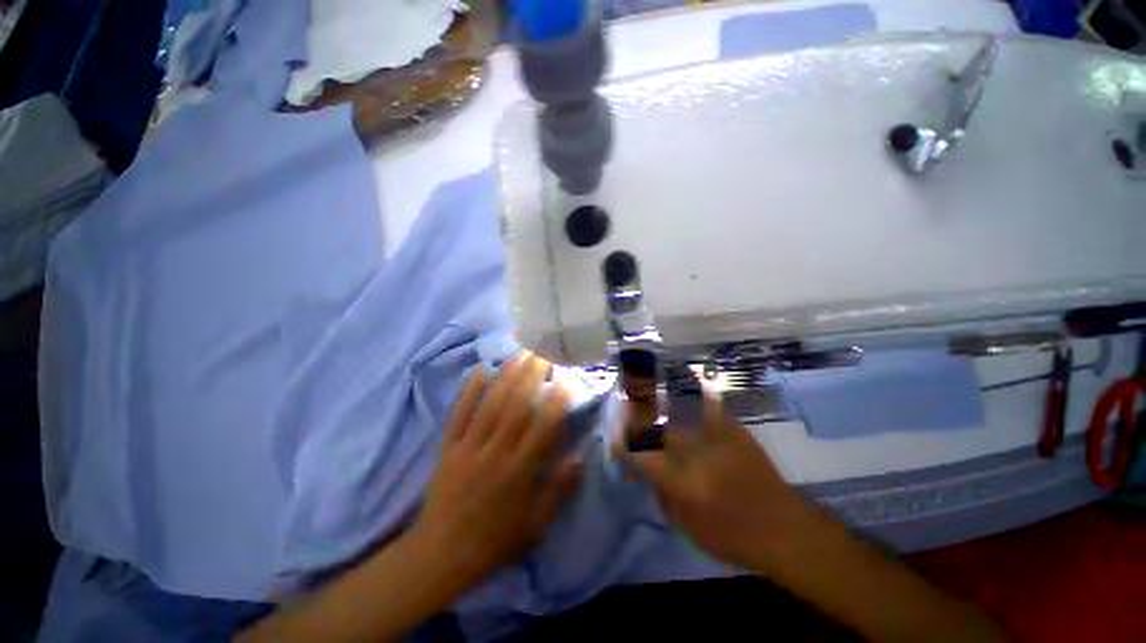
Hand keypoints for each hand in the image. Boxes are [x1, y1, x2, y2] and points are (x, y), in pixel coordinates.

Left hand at [412, 352, 581, 584]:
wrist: (441, 555)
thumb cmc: (495, 540)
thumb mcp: (535, 525)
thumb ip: (559, 490)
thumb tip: (581, 456)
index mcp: (518, 472)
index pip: (542, 428)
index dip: (556, 401)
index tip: (566, 378)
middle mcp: (494, 453)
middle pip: (516, 407)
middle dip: (532, 376)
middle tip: (544, 352)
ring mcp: (468, 447)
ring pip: (491, 404)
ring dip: (507, 375)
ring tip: (521, 353)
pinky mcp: (448, 447)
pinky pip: (459, 414)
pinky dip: (470, 390)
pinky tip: (480, 370)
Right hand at [616, 392, 813, 571]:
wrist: (785, 531)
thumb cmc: (734, 539)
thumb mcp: (690, 528)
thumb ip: (664, 498)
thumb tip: (650, 475)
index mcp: (681, 482)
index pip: (643, 459)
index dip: (625, 450)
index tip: (615, 443)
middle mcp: (694, 455)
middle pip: (657, 435)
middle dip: (638, 429)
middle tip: (630, 425)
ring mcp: (715, 440)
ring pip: (677, 421)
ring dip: (658, 415)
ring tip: (645, 403)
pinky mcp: (734, 433)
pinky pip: (712, 409)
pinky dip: (702, 394)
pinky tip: (694, 377)